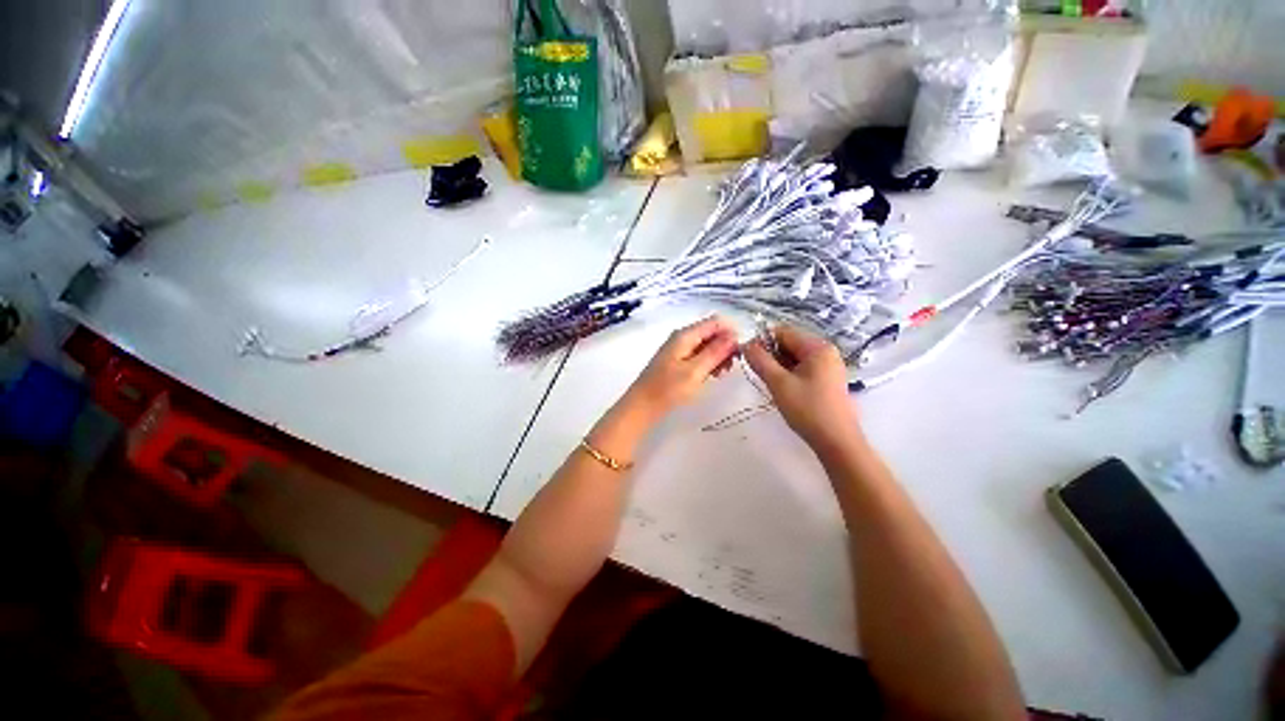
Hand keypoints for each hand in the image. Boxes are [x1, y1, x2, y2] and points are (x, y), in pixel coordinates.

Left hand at [620, 316, 739, 421]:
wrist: (642, 406)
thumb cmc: (668, 389)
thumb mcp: (695, 371)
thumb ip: (715, 352)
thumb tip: (734, 335)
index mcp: (685, 335)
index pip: (715, 322)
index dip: (731, 333)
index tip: (740, 352)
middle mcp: (682, 337)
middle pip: (711, 333)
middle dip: (725, 346)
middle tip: (731, 367)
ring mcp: (679, 349)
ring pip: (707, 345)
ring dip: (718, 356)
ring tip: (722, 373)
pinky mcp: (678, 361)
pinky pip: (699, 355)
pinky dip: (708, 363)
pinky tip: (712, 375)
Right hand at [743, 324, 864, 456]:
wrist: (837, 442)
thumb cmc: (808, 409)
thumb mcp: (778, 383)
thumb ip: (760, 361)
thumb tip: (744, 344)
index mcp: (817, 347)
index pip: (783, 332)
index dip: (762, 341)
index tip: (748, 357)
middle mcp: (825, 352)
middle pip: (789, 343)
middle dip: (770, 354)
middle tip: (758, 373)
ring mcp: (828, 366)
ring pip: (794, 357)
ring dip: (778, 365)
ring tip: (770, 383)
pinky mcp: (827, 380)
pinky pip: (802, 368)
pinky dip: (788, 374)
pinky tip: (782, 388)